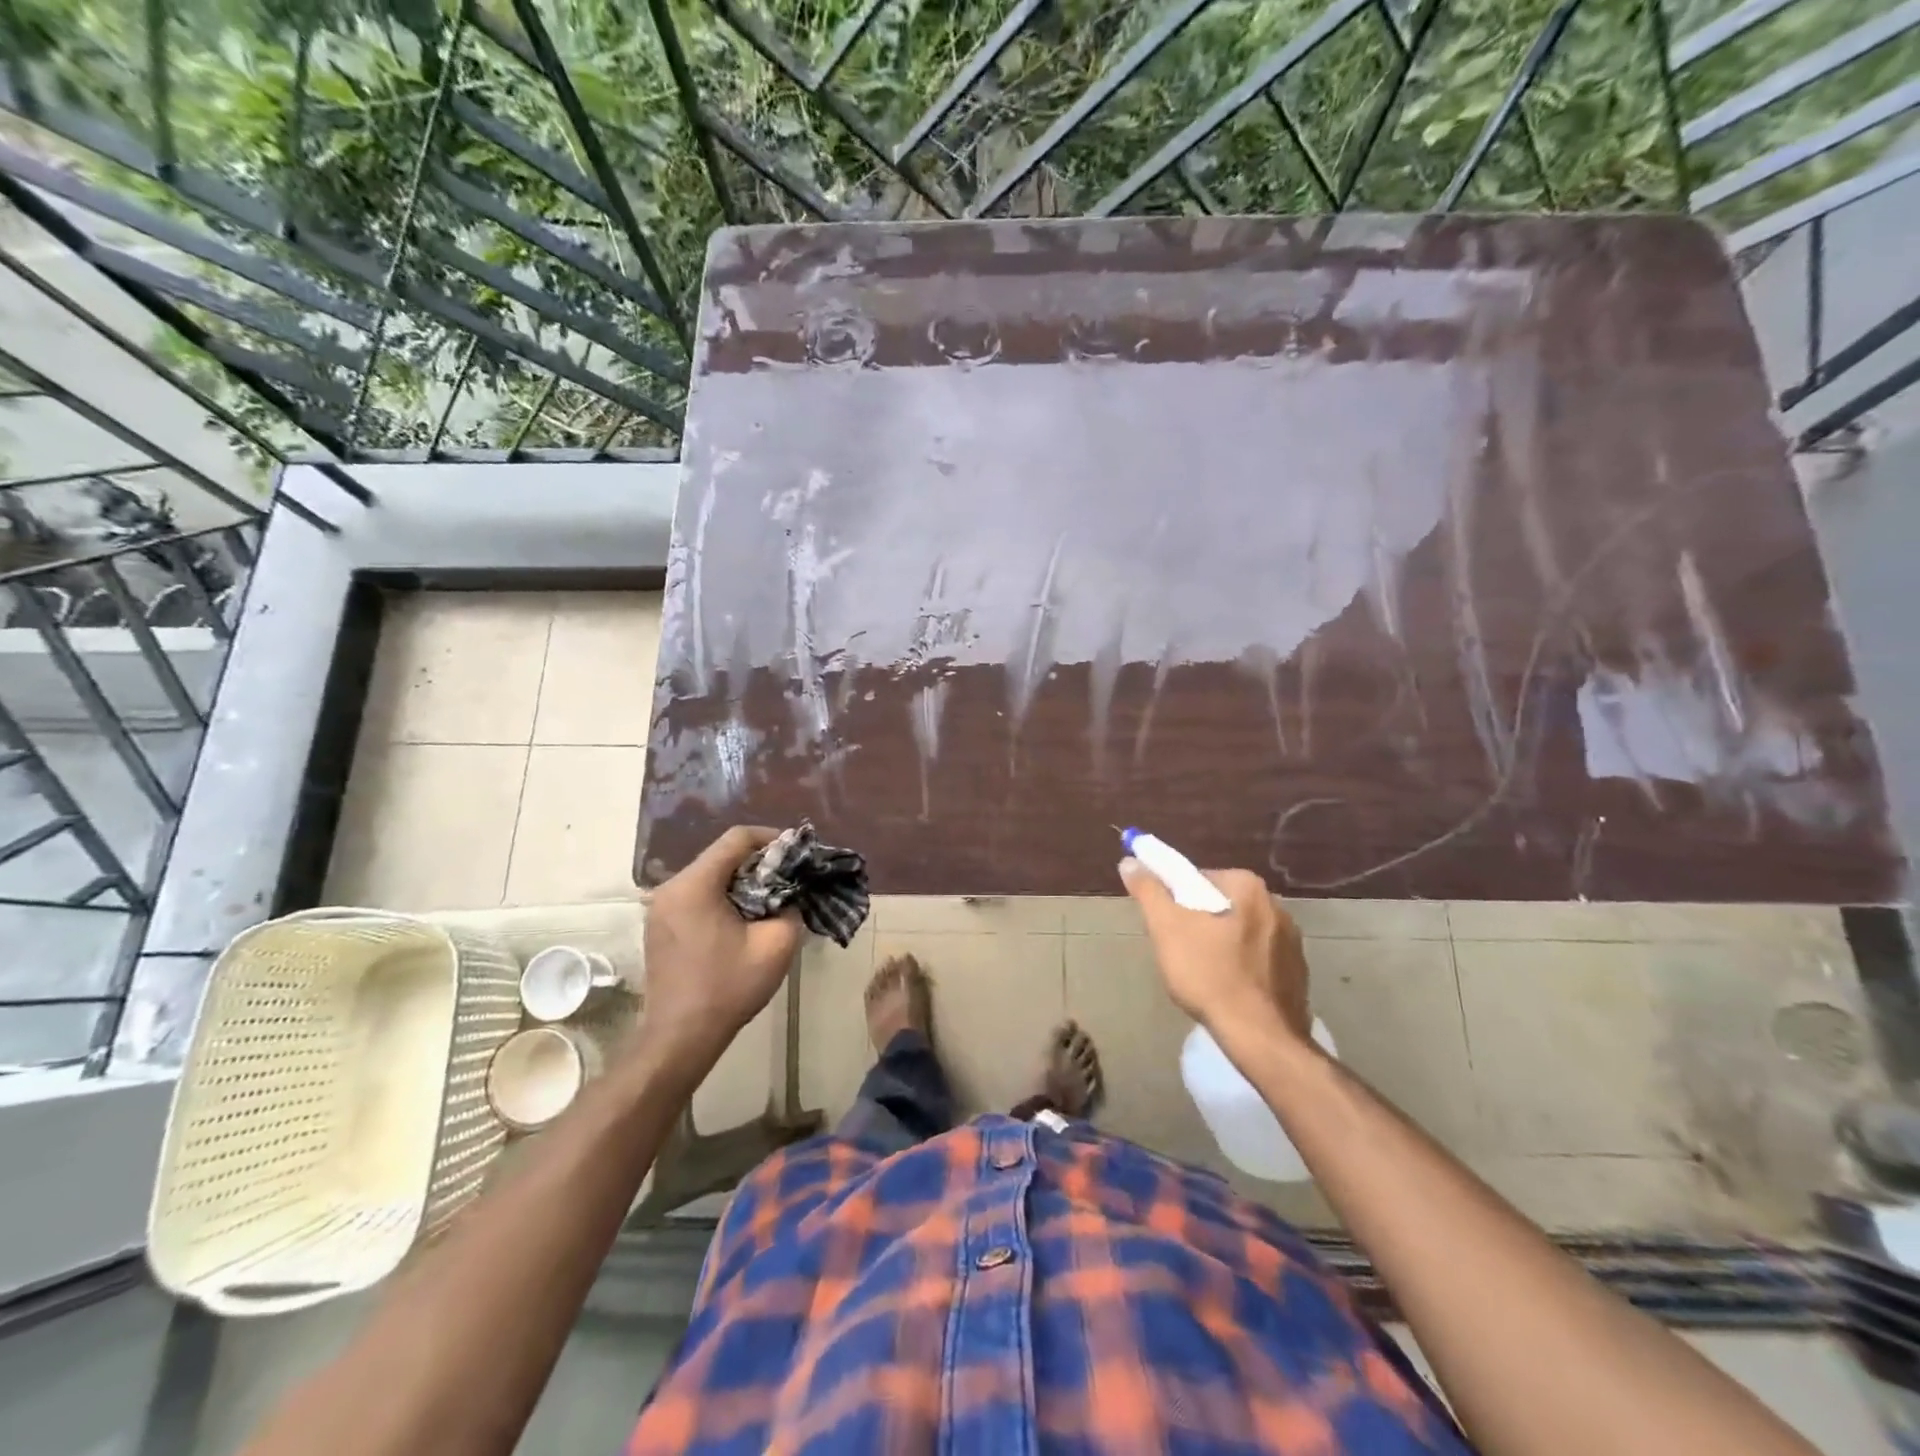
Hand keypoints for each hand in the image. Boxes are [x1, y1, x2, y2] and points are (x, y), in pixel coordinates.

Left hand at [639, 826, 801, 1070]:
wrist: (680, 1038)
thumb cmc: (728, 988)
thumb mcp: (776, 945)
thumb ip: (791, 906)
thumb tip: (793, 892)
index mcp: (695, 885)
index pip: (736, 839)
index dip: (771, 838)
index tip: (797, 853)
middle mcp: (671, 887)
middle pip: (721, 855)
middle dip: (759, 861)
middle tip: (790, 875)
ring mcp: (660, 907)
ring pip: (709, 874)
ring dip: (741, 879)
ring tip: (771, 896)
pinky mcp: (659, 925)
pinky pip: (696, 894)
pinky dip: (723, 895)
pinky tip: (743, 916)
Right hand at [1119, 860, 1311, 1042]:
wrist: (1260, 1037)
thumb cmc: (1209, 974)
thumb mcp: (1167, 928)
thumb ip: (1148, 891)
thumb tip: (1130, 861)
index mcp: (1248, 887)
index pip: (1199, 879)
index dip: (1176, 900)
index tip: (1166, 925)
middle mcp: (1277, 906)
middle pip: (1221, 905)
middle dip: (1199, 923)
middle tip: (1179, 951)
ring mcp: (1292, 942)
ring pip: (1240, 933)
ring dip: (1221, 945)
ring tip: (1202, 975)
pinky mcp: (1298, 973)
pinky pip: (1259, 959)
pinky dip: (1242, 968)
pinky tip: (1228, 990)